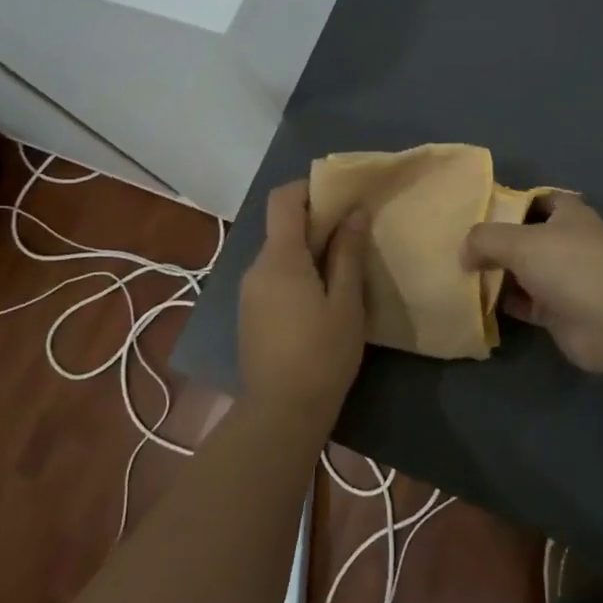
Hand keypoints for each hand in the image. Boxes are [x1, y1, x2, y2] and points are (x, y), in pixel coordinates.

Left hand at [238, 181, 368, 415]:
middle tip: (352, 235)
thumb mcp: (346, 302)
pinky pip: (273, 277)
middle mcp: (256, 267)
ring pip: (278, 253)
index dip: (308, 188)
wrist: (281, 414)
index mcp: (279, 258)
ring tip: (341, 269)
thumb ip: (348, 253)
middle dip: (315, 222)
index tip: (339, 197)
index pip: (283, 199)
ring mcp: (249, 292)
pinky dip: (296, 272)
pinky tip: (320, 298)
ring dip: (307, 250)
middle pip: (281, 226)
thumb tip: (354, 212)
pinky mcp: (249, 314)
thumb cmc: (322, 354)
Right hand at [463, 193, 602, 373]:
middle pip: (527, 237)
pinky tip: (479, 303)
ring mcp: (567, 279)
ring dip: (499, 275)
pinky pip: (526, 303)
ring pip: (525, 272)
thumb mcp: (519, 241)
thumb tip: (464, 253)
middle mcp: (569, 242)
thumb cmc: (570, 266)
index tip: (477, 213)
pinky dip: (506, 303)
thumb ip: (484, 239)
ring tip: (462, 274)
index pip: (536, 200)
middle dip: (497, 243)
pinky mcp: (561, 312)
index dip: (509, 204)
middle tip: (460, 247)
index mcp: (568, 214)